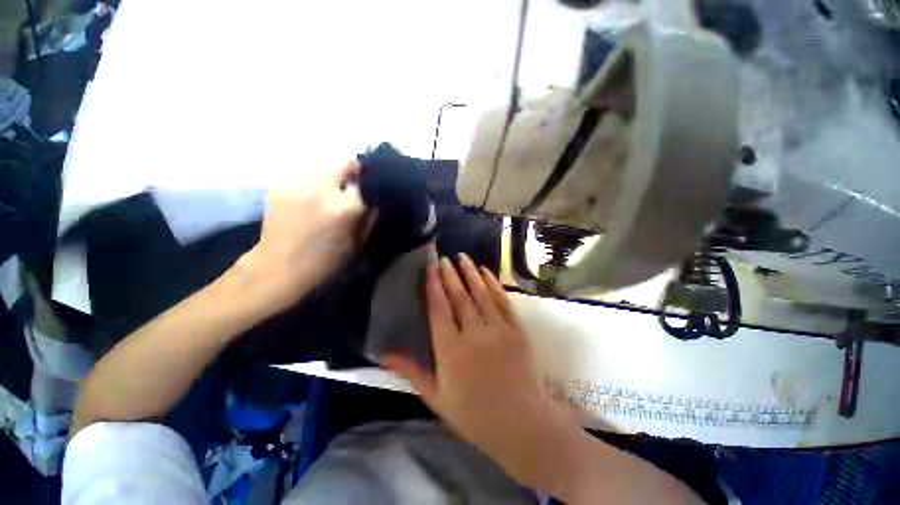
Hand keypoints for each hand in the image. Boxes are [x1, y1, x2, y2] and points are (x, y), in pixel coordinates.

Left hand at [238, 161, 366, 313]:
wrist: (278, 267)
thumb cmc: (324, 261)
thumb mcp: (356, 243)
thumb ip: (368, 218)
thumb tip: (374, 201)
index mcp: (344, 208)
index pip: (365, 182)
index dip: (370, 183)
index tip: (371, 186)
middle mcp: (322, 190)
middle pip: (343, 163)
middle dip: (351, 171)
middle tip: (351, 183)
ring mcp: (297, 185)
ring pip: (322, 165)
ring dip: (330, 174)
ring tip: (328, 189)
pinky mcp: (279, 186)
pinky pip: (302, 173)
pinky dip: (311, 179)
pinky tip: (309, 194)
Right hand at [381, 251, 578, 493]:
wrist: (522, 425)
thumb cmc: (474, 415)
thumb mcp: (437, 397)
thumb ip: (411, 370)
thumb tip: (382, 354)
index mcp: (451, 351)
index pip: (439, 308)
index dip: (434, 284)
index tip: (431, 266)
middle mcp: (474, 335)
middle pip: (459, 296)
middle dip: (450, 274)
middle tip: (444, 257)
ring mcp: (499, 330)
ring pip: (481, 293)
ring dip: (471, 273)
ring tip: (463, 257)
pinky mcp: (517, 330)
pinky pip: (503, 301)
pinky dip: (493, 284)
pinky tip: (486, 271)